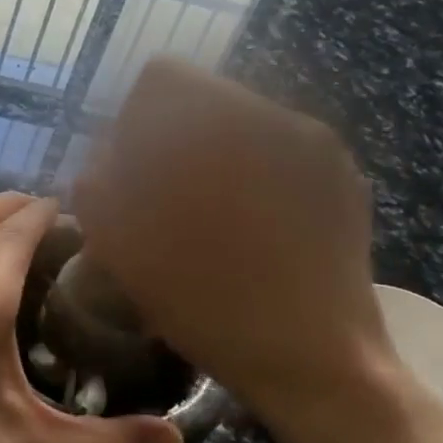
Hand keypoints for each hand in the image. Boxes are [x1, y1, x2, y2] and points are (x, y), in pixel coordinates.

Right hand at [73, 58, 408, 442]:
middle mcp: (279, 116)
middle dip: (171, 143)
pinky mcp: (342, 177)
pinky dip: (250, 178)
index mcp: (224, 124)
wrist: (320, 363)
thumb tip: (103, 161)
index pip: (162, 78)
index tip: (132, 175)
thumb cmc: (211, 307)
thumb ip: (99, 188)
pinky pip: (277, 153)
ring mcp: (319, 145)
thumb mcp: (125, 250)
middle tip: (164, 204)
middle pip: (202, 101)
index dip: (132, 122)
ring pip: (240, 127)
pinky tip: (250, 232)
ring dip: (211, 161)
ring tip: (208, 223)